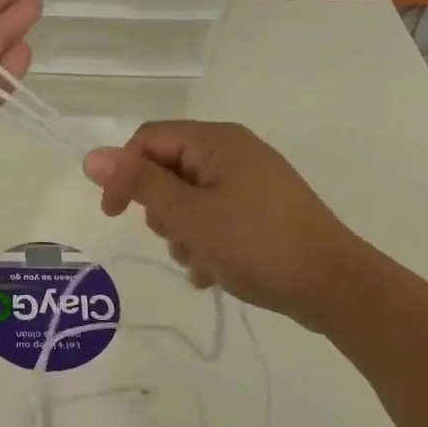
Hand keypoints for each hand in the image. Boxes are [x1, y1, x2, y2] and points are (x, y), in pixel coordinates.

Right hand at [83, 121, 361, 330]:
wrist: (335, 286)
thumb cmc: (256, 243)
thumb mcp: (189, 215)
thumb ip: (139, 184)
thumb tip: (92, 157)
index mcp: (216, 141)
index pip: (148, 140)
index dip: (123, 173)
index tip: (113, 216)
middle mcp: (234, 152)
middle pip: (169, 170)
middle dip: (162, 211)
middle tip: (176, 239)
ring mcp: (252, 182)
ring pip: (190, 199)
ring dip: (184, 234)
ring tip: (202, 263)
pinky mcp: (263, 211)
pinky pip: (217, 217)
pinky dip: (207, 242)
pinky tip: (215, 273)